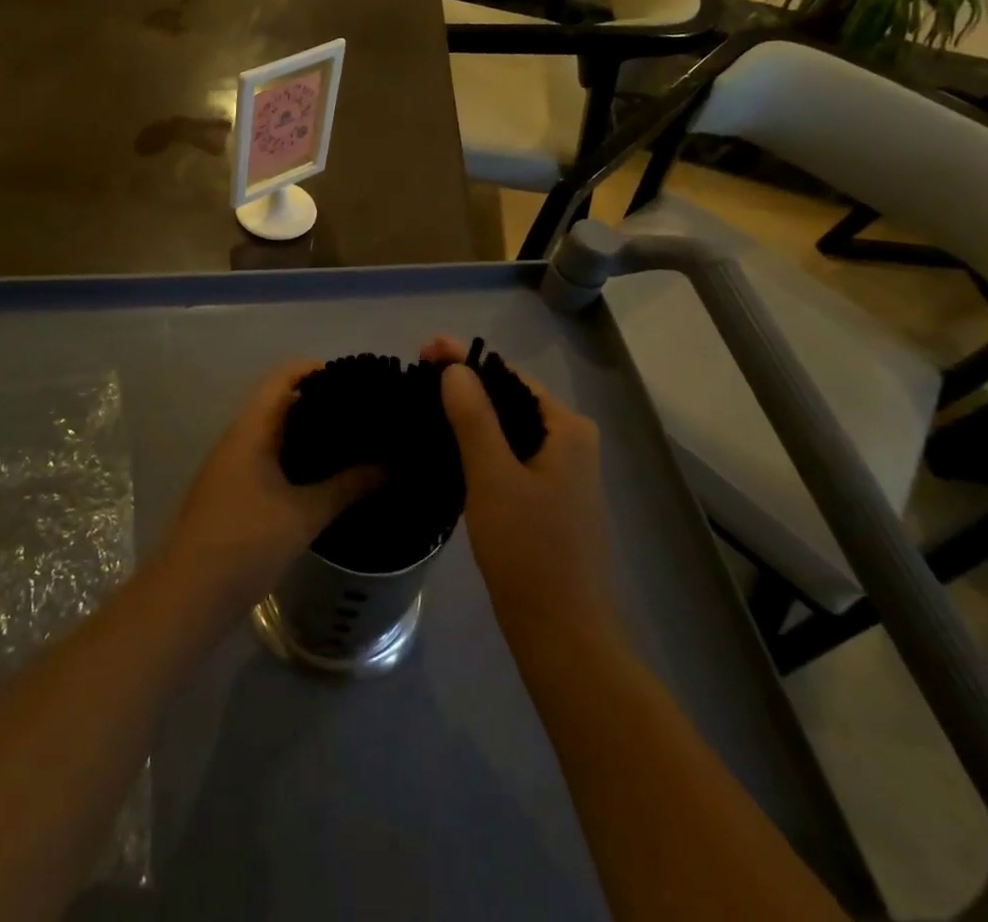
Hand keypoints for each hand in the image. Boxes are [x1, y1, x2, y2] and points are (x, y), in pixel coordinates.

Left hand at [156, 362, 380, 622]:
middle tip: (365, 411)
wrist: (187, 596)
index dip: (317, 370)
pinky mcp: (235, 491)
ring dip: (310, 432)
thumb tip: (391, 464)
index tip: (356, 378)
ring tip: (354, 439)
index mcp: (251, 430)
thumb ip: (348, 486)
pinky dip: (298, 457)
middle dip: (321, 401)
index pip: (283, 378)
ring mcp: (233, 465)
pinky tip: (326, 475)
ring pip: (276, 432)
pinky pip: (271, 458)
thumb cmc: (244, 544)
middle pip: (281, 402)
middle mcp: (239, 438)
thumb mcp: (303, 515)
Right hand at [421, 338, 615, 640]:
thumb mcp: (493, 477)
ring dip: (469, 416)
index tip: (422, 352)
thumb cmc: (529, 551)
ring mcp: (562, 473)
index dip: (466, 360)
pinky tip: (446, 447)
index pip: (509, 376)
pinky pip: (510, 456)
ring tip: (422, 405)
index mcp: (567, 429)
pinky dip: (479, 446)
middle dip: (464, 385)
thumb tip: (455, 368)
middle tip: (415, 377)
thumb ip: (473, 417)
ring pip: (508, 429)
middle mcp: (571, 442)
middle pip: (510, 399)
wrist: (562, 636)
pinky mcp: (548, 500)